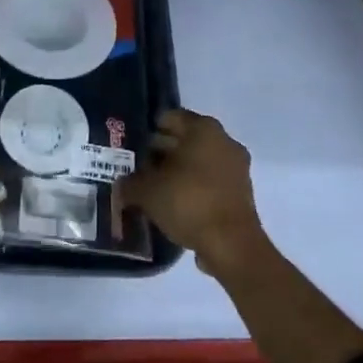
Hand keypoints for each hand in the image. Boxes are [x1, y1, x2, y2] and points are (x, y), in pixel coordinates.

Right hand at [125, 109, 264, 273]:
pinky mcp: (242, 194)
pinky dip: (194, 190)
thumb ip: (129, 184)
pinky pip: (210, 183)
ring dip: (178, 173)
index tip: (132, 148)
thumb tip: (121, 186)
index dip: (148, 131)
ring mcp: (236, 168)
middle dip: (162, 153)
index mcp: (203, 128)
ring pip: (199, 163)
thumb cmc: (188, 202)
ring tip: (154, 190)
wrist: (231, 245)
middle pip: (185, 140)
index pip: (169, 118)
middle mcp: (224, 141)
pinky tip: (174, 206)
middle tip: (138, 170)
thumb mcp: (147, 191)